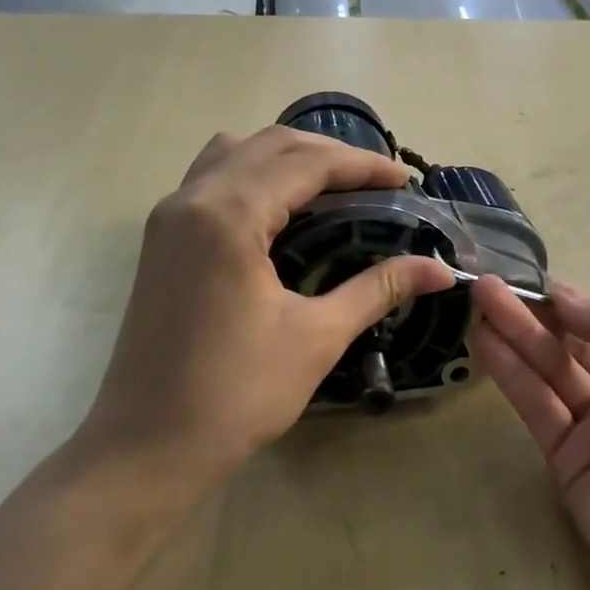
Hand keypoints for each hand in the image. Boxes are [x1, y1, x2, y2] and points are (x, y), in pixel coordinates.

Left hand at [77, 126, 455, 488]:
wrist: (150, 444)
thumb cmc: (237, 394)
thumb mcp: (316, 337)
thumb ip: (377, 289)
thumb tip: (439, 269)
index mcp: (229, 214)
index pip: (306, 163)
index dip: (362, 165)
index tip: (406, 179)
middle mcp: (191, 199)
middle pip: (269, 145)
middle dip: (328, 155)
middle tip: (376, 183)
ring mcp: (167, 219)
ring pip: (232, 154)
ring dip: (284, 159)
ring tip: (329, 189)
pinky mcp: (159, 242)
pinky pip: (209, 182)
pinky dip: (251, 178)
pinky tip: (279, 214)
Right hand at [467, 278, 589, 589]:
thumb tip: (561, 298)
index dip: (565, 302)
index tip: (524, 279)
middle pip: (569, 346)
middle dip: (529, 314)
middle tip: (484, 286)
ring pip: (546, 373)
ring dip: (512, 336)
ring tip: (476, 302)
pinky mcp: (565, 462)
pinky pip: (535, 408)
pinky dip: (509, 374)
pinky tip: (484, 342)